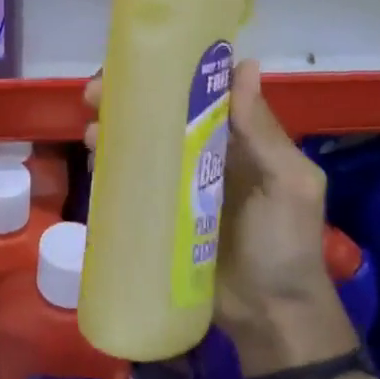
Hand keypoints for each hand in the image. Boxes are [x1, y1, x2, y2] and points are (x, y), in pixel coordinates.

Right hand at [85, 60, 369, 378]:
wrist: (270, 315)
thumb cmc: (285, 243)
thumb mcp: (288, 184)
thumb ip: (263, 131)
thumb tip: (245, 65)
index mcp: (241, 142)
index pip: (202, 96)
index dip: (171, 75)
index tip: (139, 63)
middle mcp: (206, 157)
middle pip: (163, 118)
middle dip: (129, 102)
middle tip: (94, 94)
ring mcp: (180, 187)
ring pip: (143, 148)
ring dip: (115, 132)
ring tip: (91, 130)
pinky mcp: (161, 217)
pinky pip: (134, 186)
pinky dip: (112, 169)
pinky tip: (94, 162)